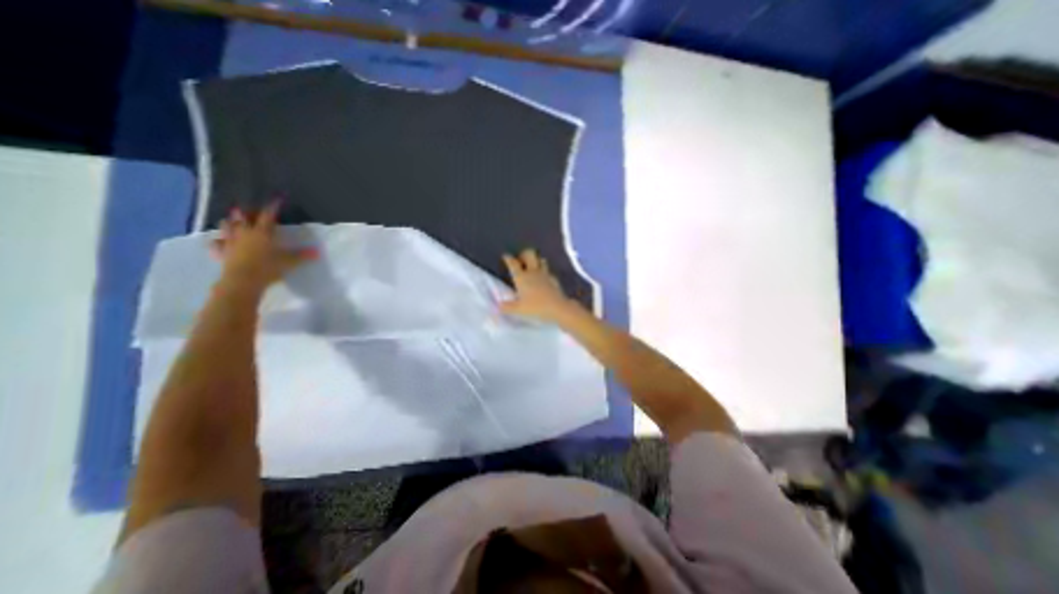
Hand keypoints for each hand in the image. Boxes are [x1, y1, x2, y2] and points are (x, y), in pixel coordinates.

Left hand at [209, 200, 315, 290]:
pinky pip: (216, 244)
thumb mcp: (289, 262)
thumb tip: (318, 251)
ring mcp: (230, 242)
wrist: (243, 280)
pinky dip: (218, 241)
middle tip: (247, 209)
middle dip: (245, 212)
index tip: (276, 198)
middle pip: (242, 217)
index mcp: (262, 232)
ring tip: (232, 221)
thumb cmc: (268, 267)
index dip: (272, 207)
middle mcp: (244, 233)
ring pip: (226, 226)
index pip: (268, 216)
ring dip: (230, 222)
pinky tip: (219, 241)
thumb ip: (302, 255)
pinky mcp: (221, 252)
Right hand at [500, 248, 578, 321]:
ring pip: (541, 260)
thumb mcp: (518, 309)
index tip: (505, 256)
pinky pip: (548, 271)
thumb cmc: (535, 307)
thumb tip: (498, 306)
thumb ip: (507, 307)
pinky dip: (545, 272)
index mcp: (521, 277)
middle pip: (529, 254)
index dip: (508, 259)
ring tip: (533, 266)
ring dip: (536, 260)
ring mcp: (545, 274)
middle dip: (524, 254)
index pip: (513, 264)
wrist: (557, 307)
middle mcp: (533, 272)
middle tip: (521, 260)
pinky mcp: (554, 279)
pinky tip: (544, 278)